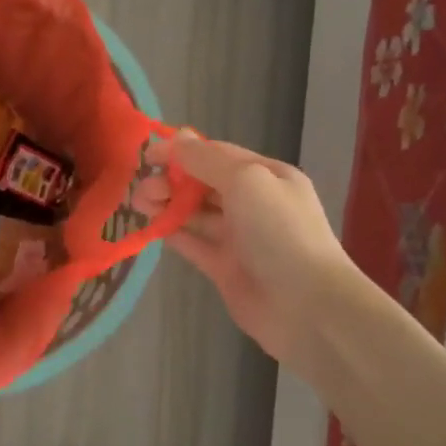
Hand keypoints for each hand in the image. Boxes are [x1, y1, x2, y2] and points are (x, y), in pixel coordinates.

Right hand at [152, 131, 349, 364]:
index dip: (180, 152)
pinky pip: (194, 244)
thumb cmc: (279, 232)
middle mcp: (253, 204)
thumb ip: (207, 160)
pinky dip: (173, 233)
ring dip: (167, 205)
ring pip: (195, 214)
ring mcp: (239, 238)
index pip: (217, 155)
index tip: (146, 157)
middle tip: (142, 190)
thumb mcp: (246, 181)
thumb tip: (177, 139)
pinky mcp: (225, 268)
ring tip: (139, 206)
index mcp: (266, 176)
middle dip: (171, 181)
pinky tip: (152, 227)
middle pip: (203, 184)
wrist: (306, 305)